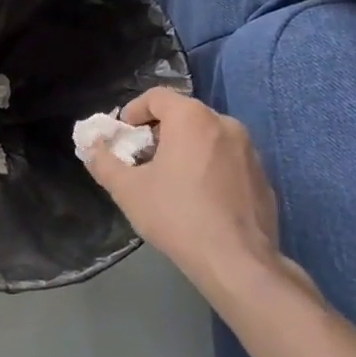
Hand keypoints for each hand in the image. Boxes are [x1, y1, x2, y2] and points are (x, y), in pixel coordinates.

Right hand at [83, 89, 299, 290]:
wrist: (236, 261)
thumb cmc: (176, 216)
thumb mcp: (127, 190)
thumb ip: (103, 162)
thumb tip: (92, 146)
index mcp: (192, 118)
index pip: (157, 96)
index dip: (134, 111)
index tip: (124, 135)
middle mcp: (224, 123)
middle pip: (184, 114)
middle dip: (160, 131)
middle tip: (143, 158)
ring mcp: (249, 149)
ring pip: (208, 136)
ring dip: (187, 148)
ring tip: (172, 179)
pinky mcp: (263, 175)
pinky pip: (228, 159)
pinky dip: (211, 166)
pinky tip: (201, 198)